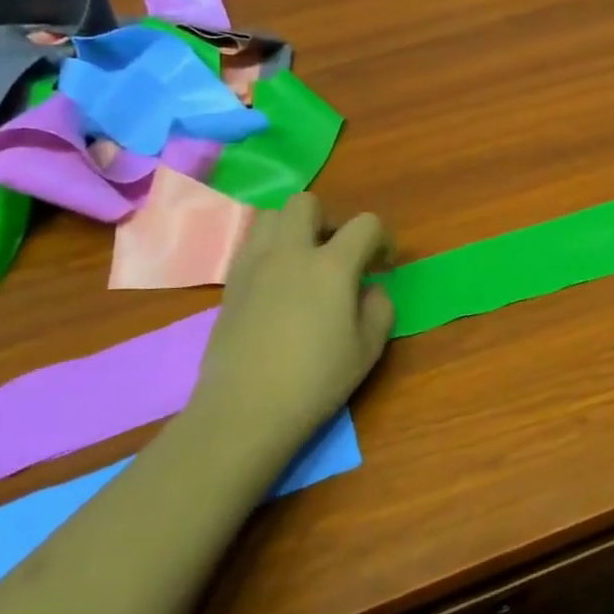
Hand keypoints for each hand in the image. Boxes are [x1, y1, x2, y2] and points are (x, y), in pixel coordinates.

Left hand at [188, 194, 395, 449]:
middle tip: (339, 254)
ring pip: (270, 215)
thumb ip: (380, 308)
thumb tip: (370, 288)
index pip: (365, 224)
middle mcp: (290, 252)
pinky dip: (269, 250)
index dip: (382, 239)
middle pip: (307, 203)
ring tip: (304, 262)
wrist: (244, 409)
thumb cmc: (315, 380)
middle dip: (329, 220)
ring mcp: (254, 264)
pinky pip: (250, 244)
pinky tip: (278, 284)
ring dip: (293, 228)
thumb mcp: (368, 349)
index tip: (383, 266)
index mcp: (331, 265)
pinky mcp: (230, 283)